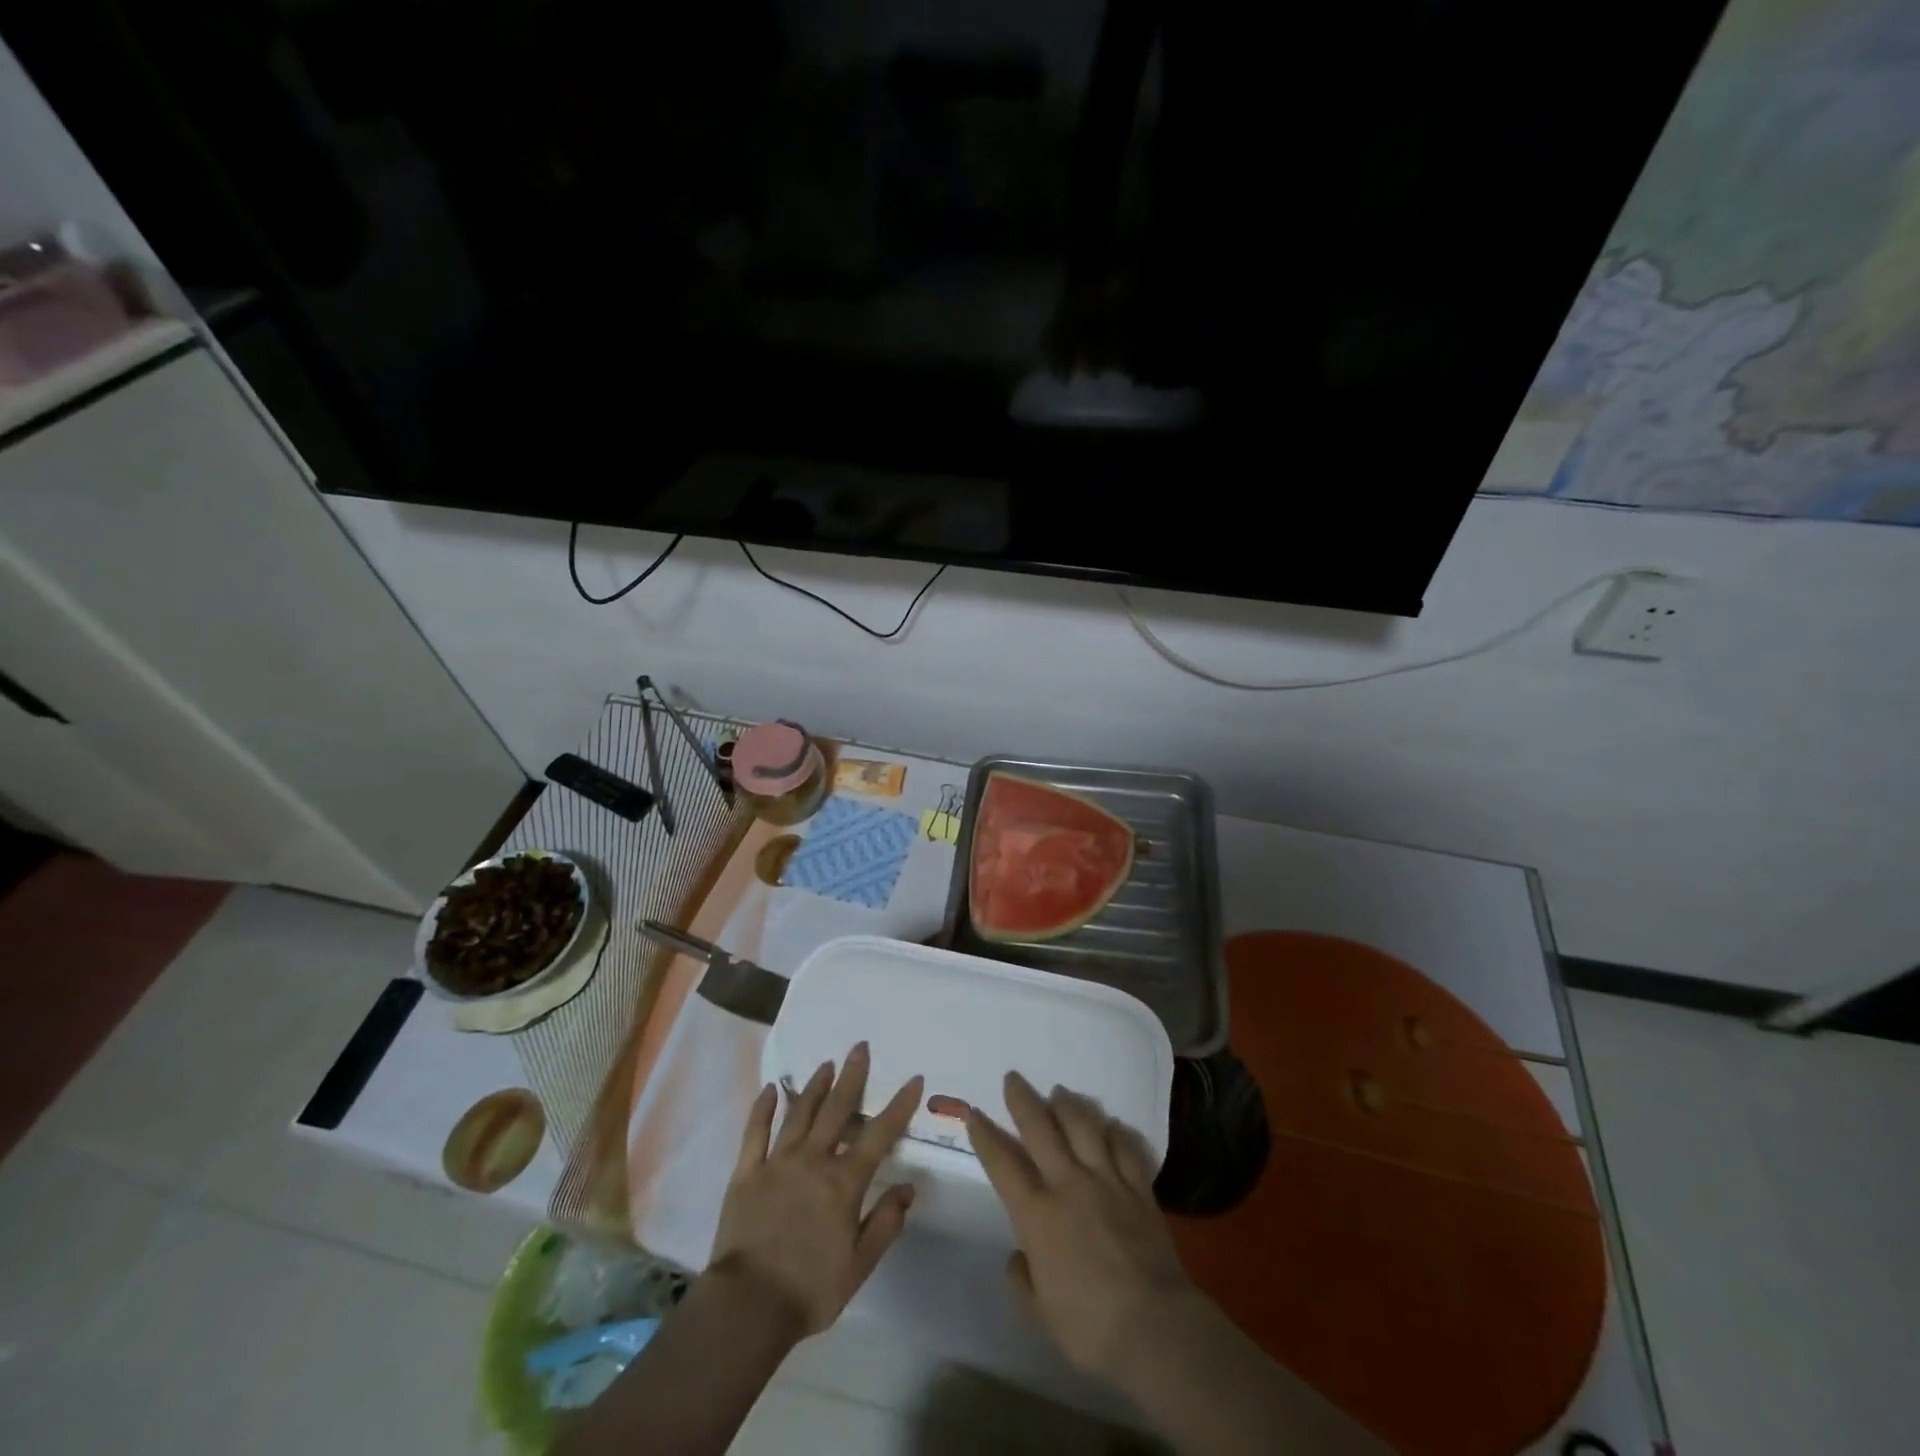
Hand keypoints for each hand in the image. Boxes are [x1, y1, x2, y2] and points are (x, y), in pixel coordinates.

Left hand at [710, 1043, 923, 1337]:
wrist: (747, 1307)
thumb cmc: (810, 1290)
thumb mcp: (859, 1265)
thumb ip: (885, 1222)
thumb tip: (908, 1187)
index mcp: (844, 1182)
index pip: (879, 1135)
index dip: (899, 1106)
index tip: (913, 1080)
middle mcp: (813, 1160)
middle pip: (837, 1109)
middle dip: (852, 1076)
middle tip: (860, 1047)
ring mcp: (777, 1162)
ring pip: (800, 1113)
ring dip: (815, 1086)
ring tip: (826, 1064)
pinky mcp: (747, 1172)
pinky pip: (756, 1132)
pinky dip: (763, 1108)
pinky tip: (770, 1090)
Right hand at [965, 1071, 1196, 1382]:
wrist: (1154, 1326)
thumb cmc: (1089, 1327)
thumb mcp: (1040, 1313)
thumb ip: (1023, 1279)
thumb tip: (1019, 1255)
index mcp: (1038, 1215)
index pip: (1003, 1165)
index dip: (986, 1137)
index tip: (974, 1113)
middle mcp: (1069, 1185)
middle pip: (1042, 1130)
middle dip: (1023, 1100)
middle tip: (1013, 1078)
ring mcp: (1107, 1182)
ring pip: (1085, 1127)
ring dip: (1069, 1105)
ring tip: (1060, 1092)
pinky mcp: (1140, 1190)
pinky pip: (1127, 1149)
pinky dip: (1117, 1132)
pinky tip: (1112, 1124)